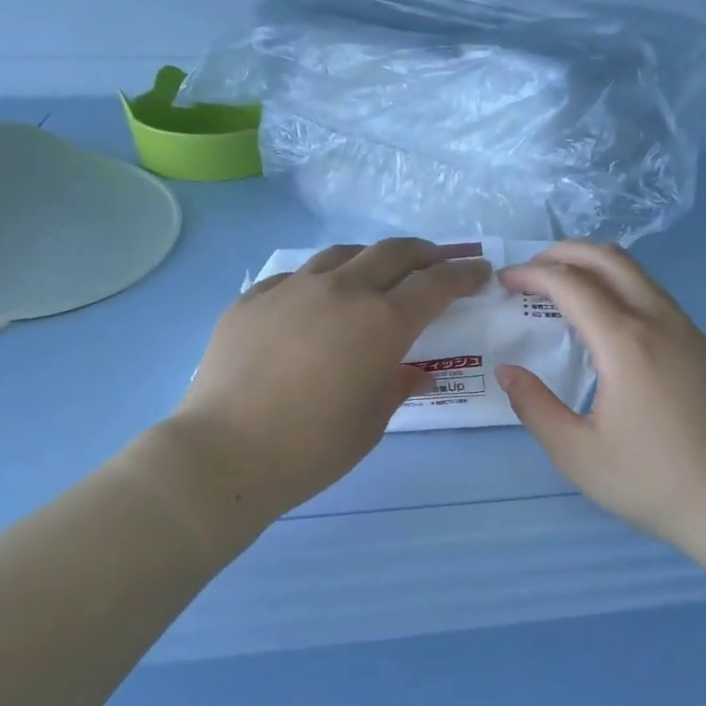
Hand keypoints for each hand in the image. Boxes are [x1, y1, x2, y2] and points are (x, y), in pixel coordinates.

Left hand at [175, 239, 489, 515]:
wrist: (226, 452)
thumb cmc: (313, 447)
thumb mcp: (371, 421)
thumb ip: (397, 386)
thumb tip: (412, 372)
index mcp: (381, 322)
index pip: (435, 284)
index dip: (463, 275)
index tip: (479, 272)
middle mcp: (341, 290)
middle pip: (392, 253)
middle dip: (423, 254)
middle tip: (436, 262)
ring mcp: (292, 288)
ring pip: (342, 254)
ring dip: (370, 259)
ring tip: (376, 273)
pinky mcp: (253, 298)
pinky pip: (296, 277)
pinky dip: (320, 281)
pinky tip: (315, 301)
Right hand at [496, 241, 705, 555]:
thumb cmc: (652, 482)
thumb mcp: (577, 454)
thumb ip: (535, 406)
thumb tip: (508, 371)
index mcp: (625, 343)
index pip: (571, 284)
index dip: (532, 274)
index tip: (504, 281)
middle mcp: (659, 322)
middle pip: (610, 259)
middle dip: (564, 253)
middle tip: (530, 270)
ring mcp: (688, 331)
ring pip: (638, 274)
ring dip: (595, 268)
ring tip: (562, 289)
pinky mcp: (703, 348)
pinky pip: (655, 296)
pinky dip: (620, 288)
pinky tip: (605, 321)